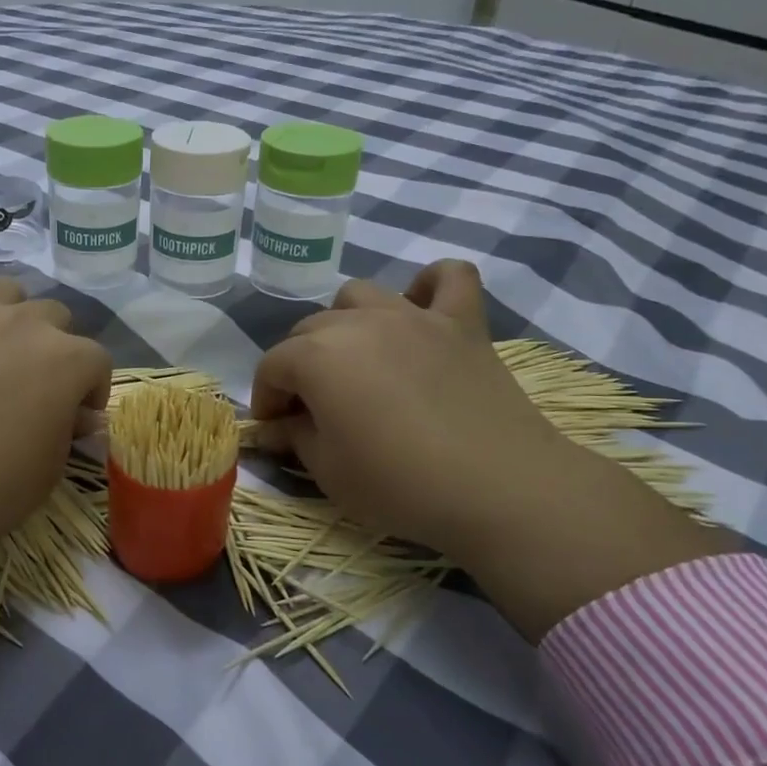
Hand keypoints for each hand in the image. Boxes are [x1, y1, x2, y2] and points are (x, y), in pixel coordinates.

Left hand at [0, 270, 111, 619]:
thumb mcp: (49, 471)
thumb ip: (70, 430)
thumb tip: (81, 415)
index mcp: (66, 359)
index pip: (97, 360)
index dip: (91, 390)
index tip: (75, 418)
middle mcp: (22, 323)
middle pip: (55, 316)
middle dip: (54, 348)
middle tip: (33, 387)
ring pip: (4, 290)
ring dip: (9, 315)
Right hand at [250, 261, 732, 638]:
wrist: (499, 488)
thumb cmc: (399, 484)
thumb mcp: (328, 471)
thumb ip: (293, 437)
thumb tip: (272, 428)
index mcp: (317, 357)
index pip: (272, 366)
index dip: (266, 397)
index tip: (275, 427)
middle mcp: (358, 322)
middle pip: (310, 329)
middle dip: (300, 365)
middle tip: (314, 408)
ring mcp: (413, 316)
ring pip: (360, 295)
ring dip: (346, 322)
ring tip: (358, 359)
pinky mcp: (462, 322)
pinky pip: (448, 278)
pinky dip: (430, 286)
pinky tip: (422, 311)